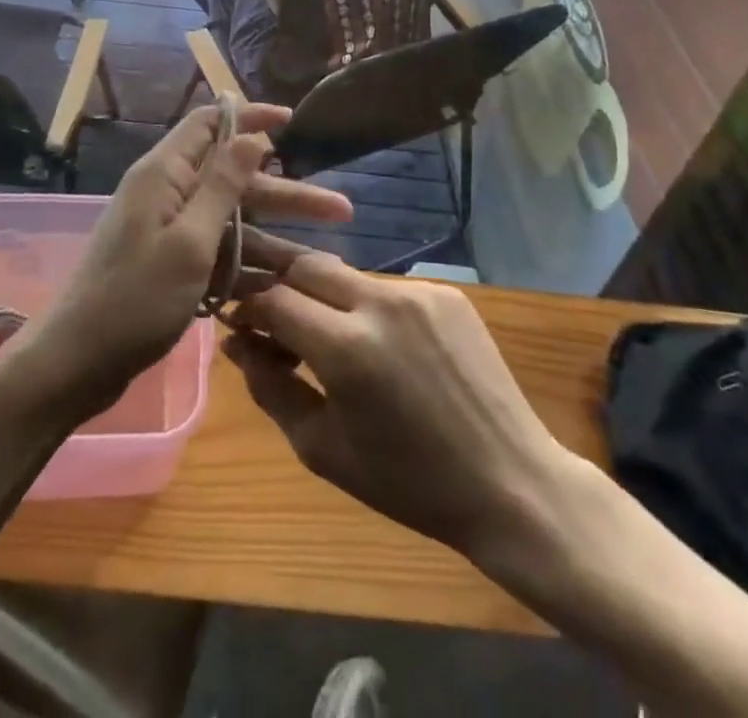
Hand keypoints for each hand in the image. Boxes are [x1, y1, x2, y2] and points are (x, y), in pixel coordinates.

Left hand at [32, 105, 351, 408]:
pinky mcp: (171, 262)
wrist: (78, 363)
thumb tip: (251, 134)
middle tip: (340, 208)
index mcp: (165, 174)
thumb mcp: (189, 241)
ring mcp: (168, 230)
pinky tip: (286, 287)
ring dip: (276, 237)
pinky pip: (218, 253)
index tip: (292, 121)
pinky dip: (248, 266)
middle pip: (234, 179)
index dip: (251, 118)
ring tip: (324, 258)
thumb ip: (222, 185)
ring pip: (233, 221)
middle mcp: (167, 193)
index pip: (211, 124)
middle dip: (286, 192)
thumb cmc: (134, 298)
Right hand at [226, 250, 571, 565]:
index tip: (240, 324)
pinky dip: (367, 306)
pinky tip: (379, 343)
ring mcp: (418, 292)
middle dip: (279, 283)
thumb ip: (270, 388)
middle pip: (306, 265)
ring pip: (347, 274)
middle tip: (271, 314)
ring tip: (326, 335)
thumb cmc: (409, 482)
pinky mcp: (447, 292)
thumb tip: (237, 342)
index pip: (273, 298)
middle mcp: (380, 303)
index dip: (248, 306)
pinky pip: (387, 288)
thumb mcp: (323, 448)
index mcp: (347, 348)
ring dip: (323, 296)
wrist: (510, 482)